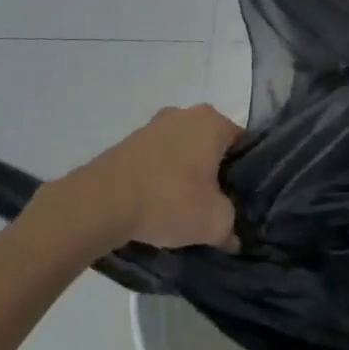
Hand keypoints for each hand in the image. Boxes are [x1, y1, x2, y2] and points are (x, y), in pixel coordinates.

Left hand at [61, 105, 241, 250]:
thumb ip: (231, 226)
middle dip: (214, 171)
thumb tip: (232, 235)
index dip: (245, 172)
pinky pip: (158, 158)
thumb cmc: (170, 200)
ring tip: (184, 208)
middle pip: (211, 145)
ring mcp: (155, 124)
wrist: (103, 201)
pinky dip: (162, 176)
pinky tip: (158, 203)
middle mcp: (186, 113)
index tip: (241, 198)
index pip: (242, 143)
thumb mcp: (214, 222)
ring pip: (183, 150)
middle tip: (215, 204)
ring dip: (186, 174)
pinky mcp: (130, 141)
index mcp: (212, 122)